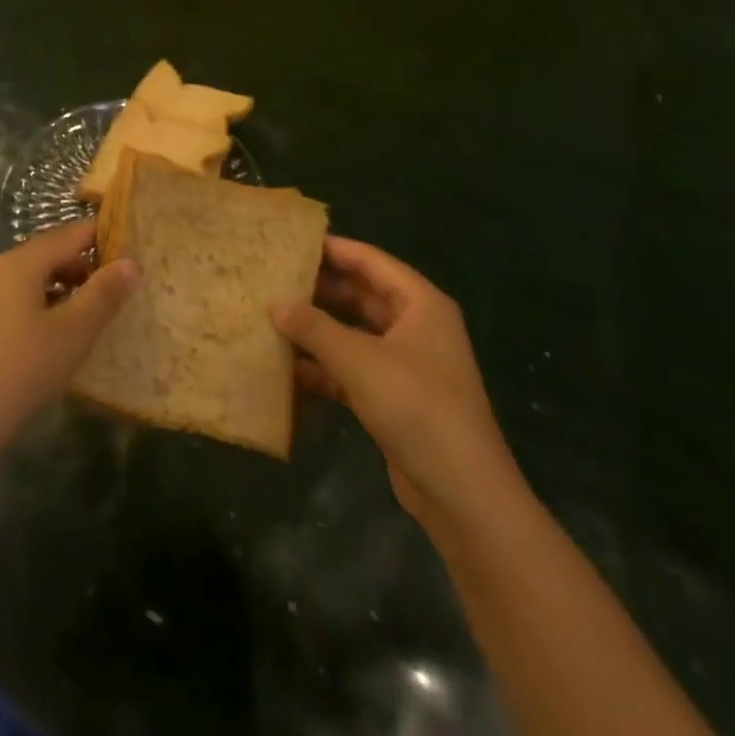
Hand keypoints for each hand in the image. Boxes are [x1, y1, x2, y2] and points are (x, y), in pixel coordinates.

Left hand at [0, 218, 137, 472]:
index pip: (72, 233)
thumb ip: (104, 294)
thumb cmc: (21, 371)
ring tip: (97, 316)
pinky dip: (46, 308)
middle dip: (88, 266)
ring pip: (35, 280)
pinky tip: (60, 339)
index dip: (106, 238)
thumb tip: (131, 262)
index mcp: (21, 262)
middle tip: (122, 289)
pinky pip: (20, 302)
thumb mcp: (73, 332)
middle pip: (52, 253)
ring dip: (68, 290)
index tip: (137, 252)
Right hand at [272, 236, 516, 528]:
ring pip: (353, 332)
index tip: (290, 241)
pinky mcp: (393, 396)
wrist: (462, 494)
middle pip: (361, 294)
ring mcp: (405, 363)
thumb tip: (274, 302)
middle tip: (273, 277)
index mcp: (420, 303)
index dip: (332, 248)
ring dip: (317, 327)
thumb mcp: (360, 361)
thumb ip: (314, 328)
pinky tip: (286, 365)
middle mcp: (415, 326)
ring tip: (271, 315)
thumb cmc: (416, 407)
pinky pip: (352, 367)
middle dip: (319, 288)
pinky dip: (323, 365)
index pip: (370, 261)